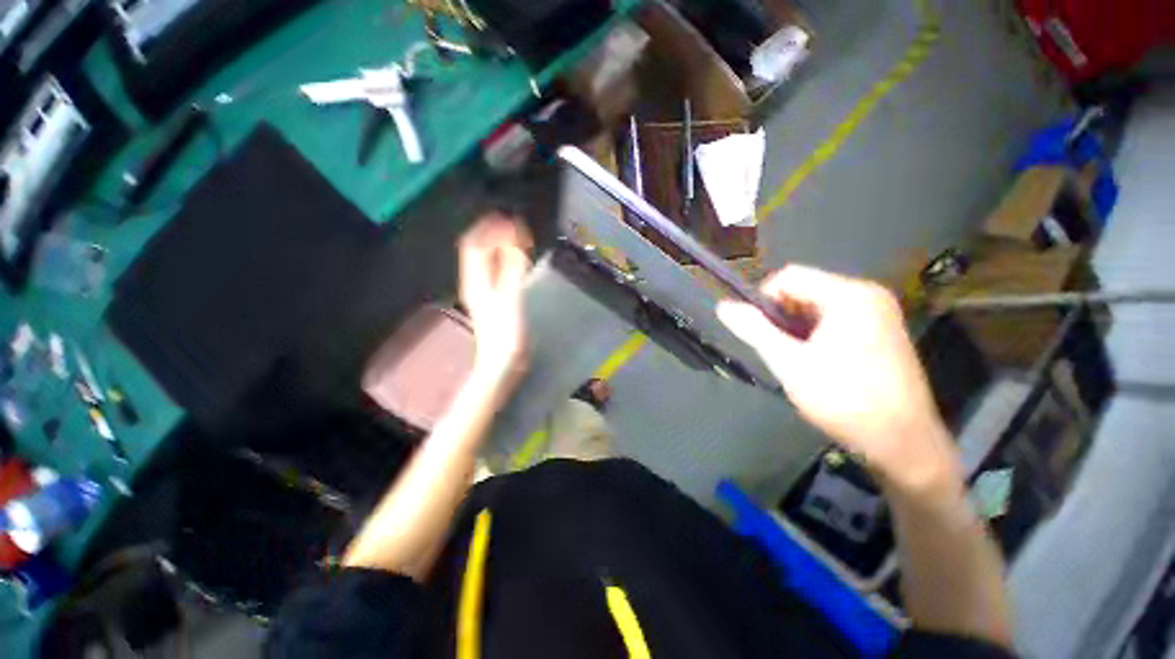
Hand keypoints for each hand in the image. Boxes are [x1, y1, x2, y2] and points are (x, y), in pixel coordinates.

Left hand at [458, 215, 532, 382]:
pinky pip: (495, 271)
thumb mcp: (510, 299)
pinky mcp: (494, 298)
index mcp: (476, 279)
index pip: (474, 245)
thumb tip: (516, 242)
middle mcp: (475, 281)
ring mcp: (484, 290)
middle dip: (493, 233)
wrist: (501, 362)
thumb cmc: (505, 333)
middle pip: (478, 249)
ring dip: (499, 244)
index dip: (488, 228)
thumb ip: (512, 270)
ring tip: (517, 236)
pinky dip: (505, 259)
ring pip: (486, 259)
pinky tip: (516, 259)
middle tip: (515, 224)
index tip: (507, 218)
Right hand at [717, 266, 956, 486]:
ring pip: (817, 307)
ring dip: (796, 328)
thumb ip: (754, 330)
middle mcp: (868, 295)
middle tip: (776, 350)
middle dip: (781, 316)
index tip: (755, 330)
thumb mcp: (789, 362)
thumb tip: (722, 306)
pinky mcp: (882, 332)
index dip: (763, 299)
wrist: (902, 443)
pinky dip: (815, 335)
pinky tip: (815, 362)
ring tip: (794, 359)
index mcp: (848, 295)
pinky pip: (835, 321)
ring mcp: (879, 314)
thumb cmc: (844, 398)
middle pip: (805, 290)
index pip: (789, 276)